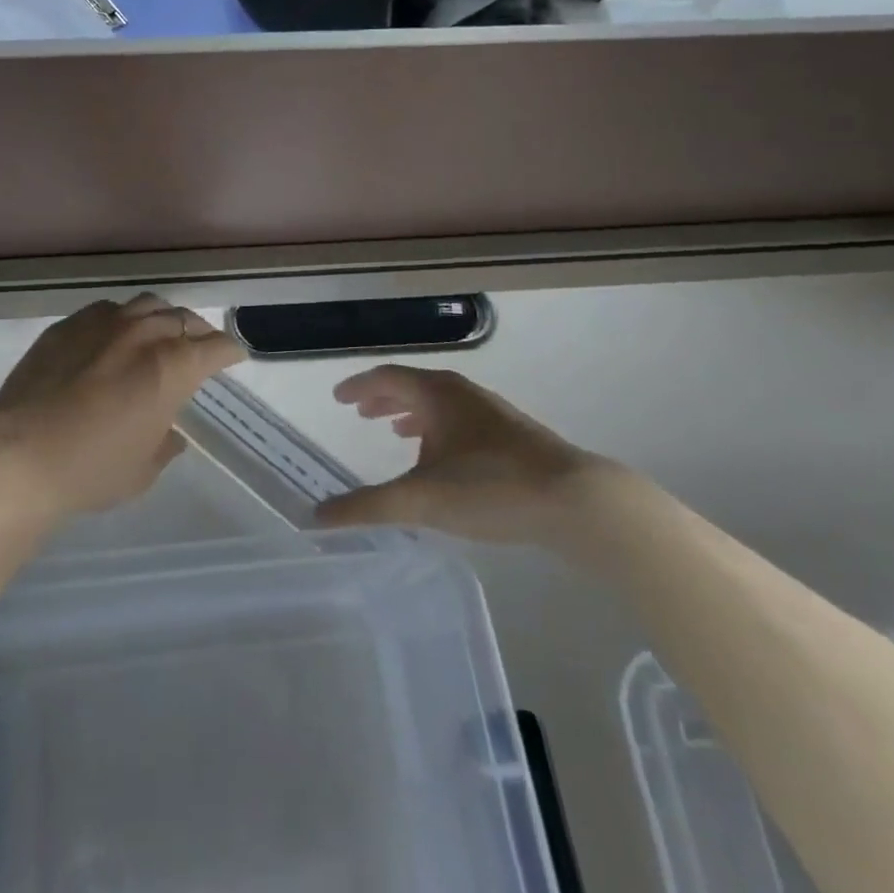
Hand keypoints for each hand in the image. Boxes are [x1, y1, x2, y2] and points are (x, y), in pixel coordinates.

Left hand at [0, 295, 245, 519]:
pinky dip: (122, 320)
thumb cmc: (92, 469)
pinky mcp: (68, 325)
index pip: (215, 347)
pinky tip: (113, 337)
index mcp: (172, 366)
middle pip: (183, 319)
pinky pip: (107, 311)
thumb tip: (171, 434)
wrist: (18, 454)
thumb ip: (165, 445)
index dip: (229, 351)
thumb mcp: (143, 470)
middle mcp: (143, 333)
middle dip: (198, 332)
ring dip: (162, 319)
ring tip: (159, 335)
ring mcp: (103, 323)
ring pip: (146, 305)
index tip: (233, 356)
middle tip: (199, 348)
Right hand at [315, 366, 618, 546]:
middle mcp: (461, 393)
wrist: (576, 500)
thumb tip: (317, 516)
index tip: (338, 398)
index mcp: (436, 393)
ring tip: (395, 432)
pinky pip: (459, 421)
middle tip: (359, 411)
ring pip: (439, 404)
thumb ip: (368, 507)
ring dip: (412, 413)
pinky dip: (437, 429)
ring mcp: (490, 413)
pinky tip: (442, 459)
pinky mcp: (512, 436)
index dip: (359, 386)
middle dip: (383, 398)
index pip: (387, 377)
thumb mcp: (422, 500)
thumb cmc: (491, 487)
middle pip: (413, 386)